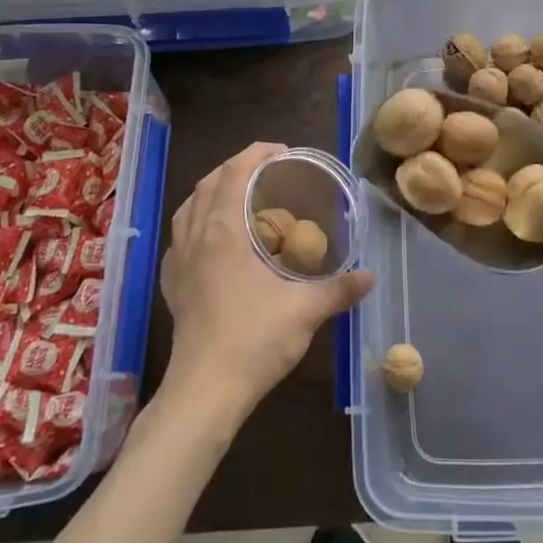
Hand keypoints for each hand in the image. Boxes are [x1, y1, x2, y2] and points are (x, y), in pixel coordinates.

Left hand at [161, 143, 373, 416]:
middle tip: (266, 169)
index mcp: (224, 232)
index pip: (235, 173)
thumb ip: (340, 289)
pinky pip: (180, 237)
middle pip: (207, 184)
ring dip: (212, 191)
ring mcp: (179, 262)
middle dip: (235, 167)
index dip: (256, 153)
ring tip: (238, 195)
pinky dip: (196, 222)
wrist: (205, 391)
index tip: (281, 151)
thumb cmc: (255, 340)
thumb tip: (370, 276)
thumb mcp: (307, 311)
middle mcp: (196, 238)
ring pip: (188, 208)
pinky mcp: (173, 286)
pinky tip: (212, 239)